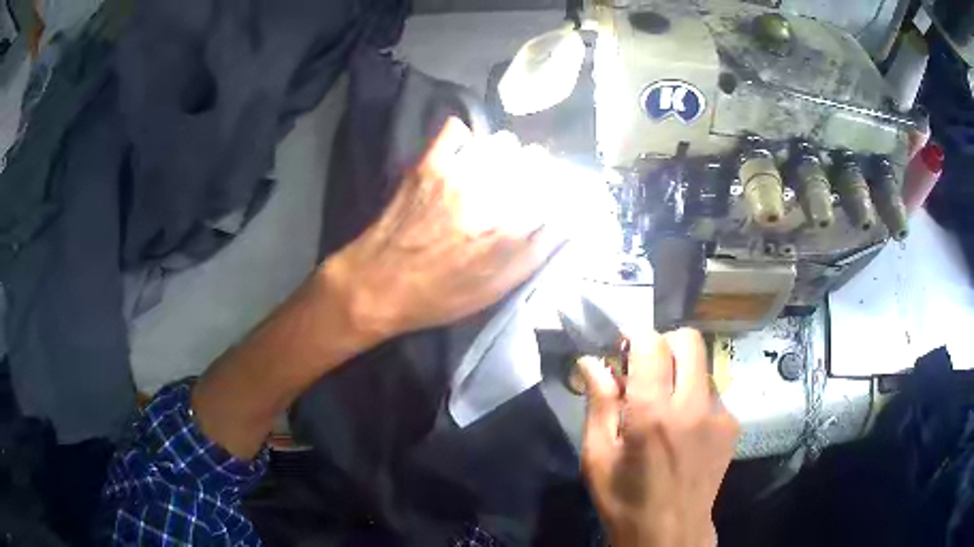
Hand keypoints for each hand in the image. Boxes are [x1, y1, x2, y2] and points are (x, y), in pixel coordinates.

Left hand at [326, 117, 567, 339]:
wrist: (377, 285)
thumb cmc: (438, 297)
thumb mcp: (495, 290)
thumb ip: (535, 254)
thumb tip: (565, 224)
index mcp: (510, 227)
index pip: (553, 191)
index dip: (557, 191)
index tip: (551, 198)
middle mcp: (490, 194)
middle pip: (533, 161)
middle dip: (536, 170)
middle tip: (523, 184)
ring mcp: (458, 174)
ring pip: (502, 144)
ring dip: (506, 154)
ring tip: (496, 170)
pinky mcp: (428, 165)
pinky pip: (454, 131)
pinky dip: (464, 138)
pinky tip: (463, 153)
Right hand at [579, 329, 738, 546]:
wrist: (671, 532)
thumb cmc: (625, 499)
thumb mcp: (598, 457)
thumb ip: (599, 403)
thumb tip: (591, 361)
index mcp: (653, 414)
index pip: (652, 343)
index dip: (635, 338)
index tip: (623, 351)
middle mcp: (693, 405)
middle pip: (688, 340)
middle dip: (664, 344)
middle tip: (647, 371)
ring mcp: (719, 414)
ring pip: (703, 365)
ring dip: (681, 372)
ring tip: (666, 406)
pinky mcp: (732, 426)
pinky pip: (713, 392)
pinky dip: (695, 396)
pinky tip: (684, 427)